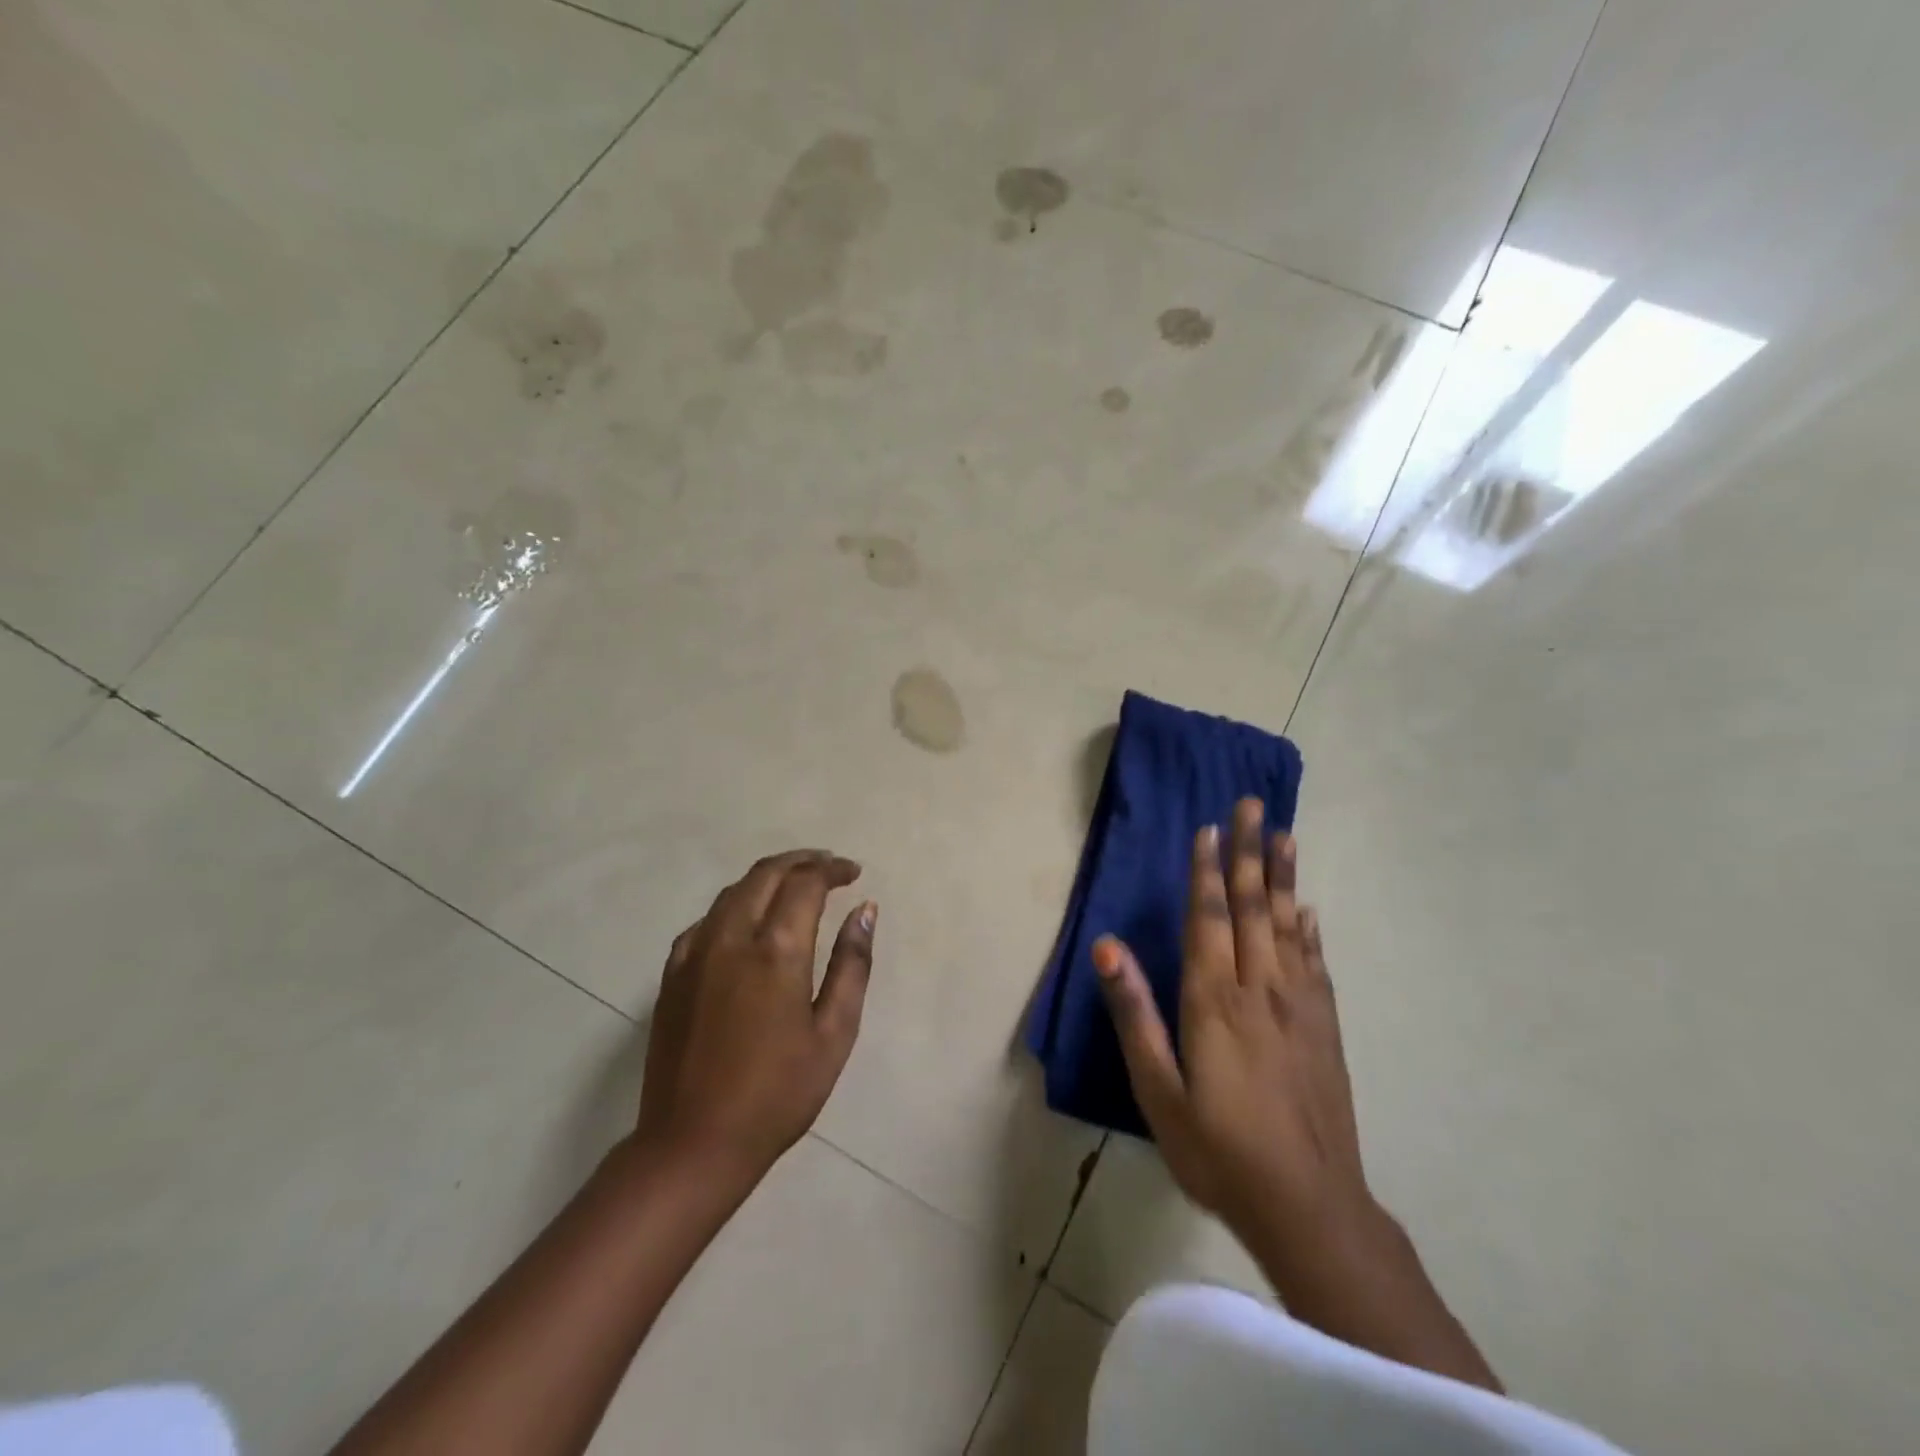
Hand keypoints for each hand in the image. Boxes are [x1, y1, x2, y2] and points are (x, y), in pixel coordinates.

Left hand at [637, 850, 876, 1181]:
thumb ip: (852, 964)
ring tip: (796, 886)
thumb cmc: (778, 1093)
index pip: (806, 883)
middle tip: (830, 867)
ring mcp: (695, 953)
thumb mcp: (833, 1033)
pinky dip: (735, 905)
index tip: (853, 873)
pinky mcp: (672, 973)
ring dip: (768, 877)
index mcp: (776, 950)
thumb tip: (865, 910)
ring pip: (733, 891)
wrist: (693, 1144)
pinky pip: (707, 919)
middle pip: (766, 873)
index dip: (832, 869)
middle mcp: (732, 937)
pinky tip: (748, 923)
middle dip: (801, 861)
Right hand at [1094, 798, 1369, 1250]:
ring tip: (1285, 834)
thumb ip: (1134, 1013)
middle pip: (1254, 906)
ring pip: (1290, 924)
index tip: (1210, 827)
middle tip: (1254, 805)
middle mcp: (1260, 989)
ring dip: (1285, 876)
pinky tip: (1309, 908)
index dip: (1207, 870)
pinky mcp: (1326, 1027)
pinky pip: (1316, 962)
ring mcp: (1300, 1006)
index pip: (1209, 917)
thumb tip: (1107, 946)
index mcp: (1215, 999)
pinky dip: (1311, 928)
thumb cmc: (1218, 1149)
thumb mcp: (1158, 1088)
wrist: (1310, 1206)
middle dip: (1250, 852)